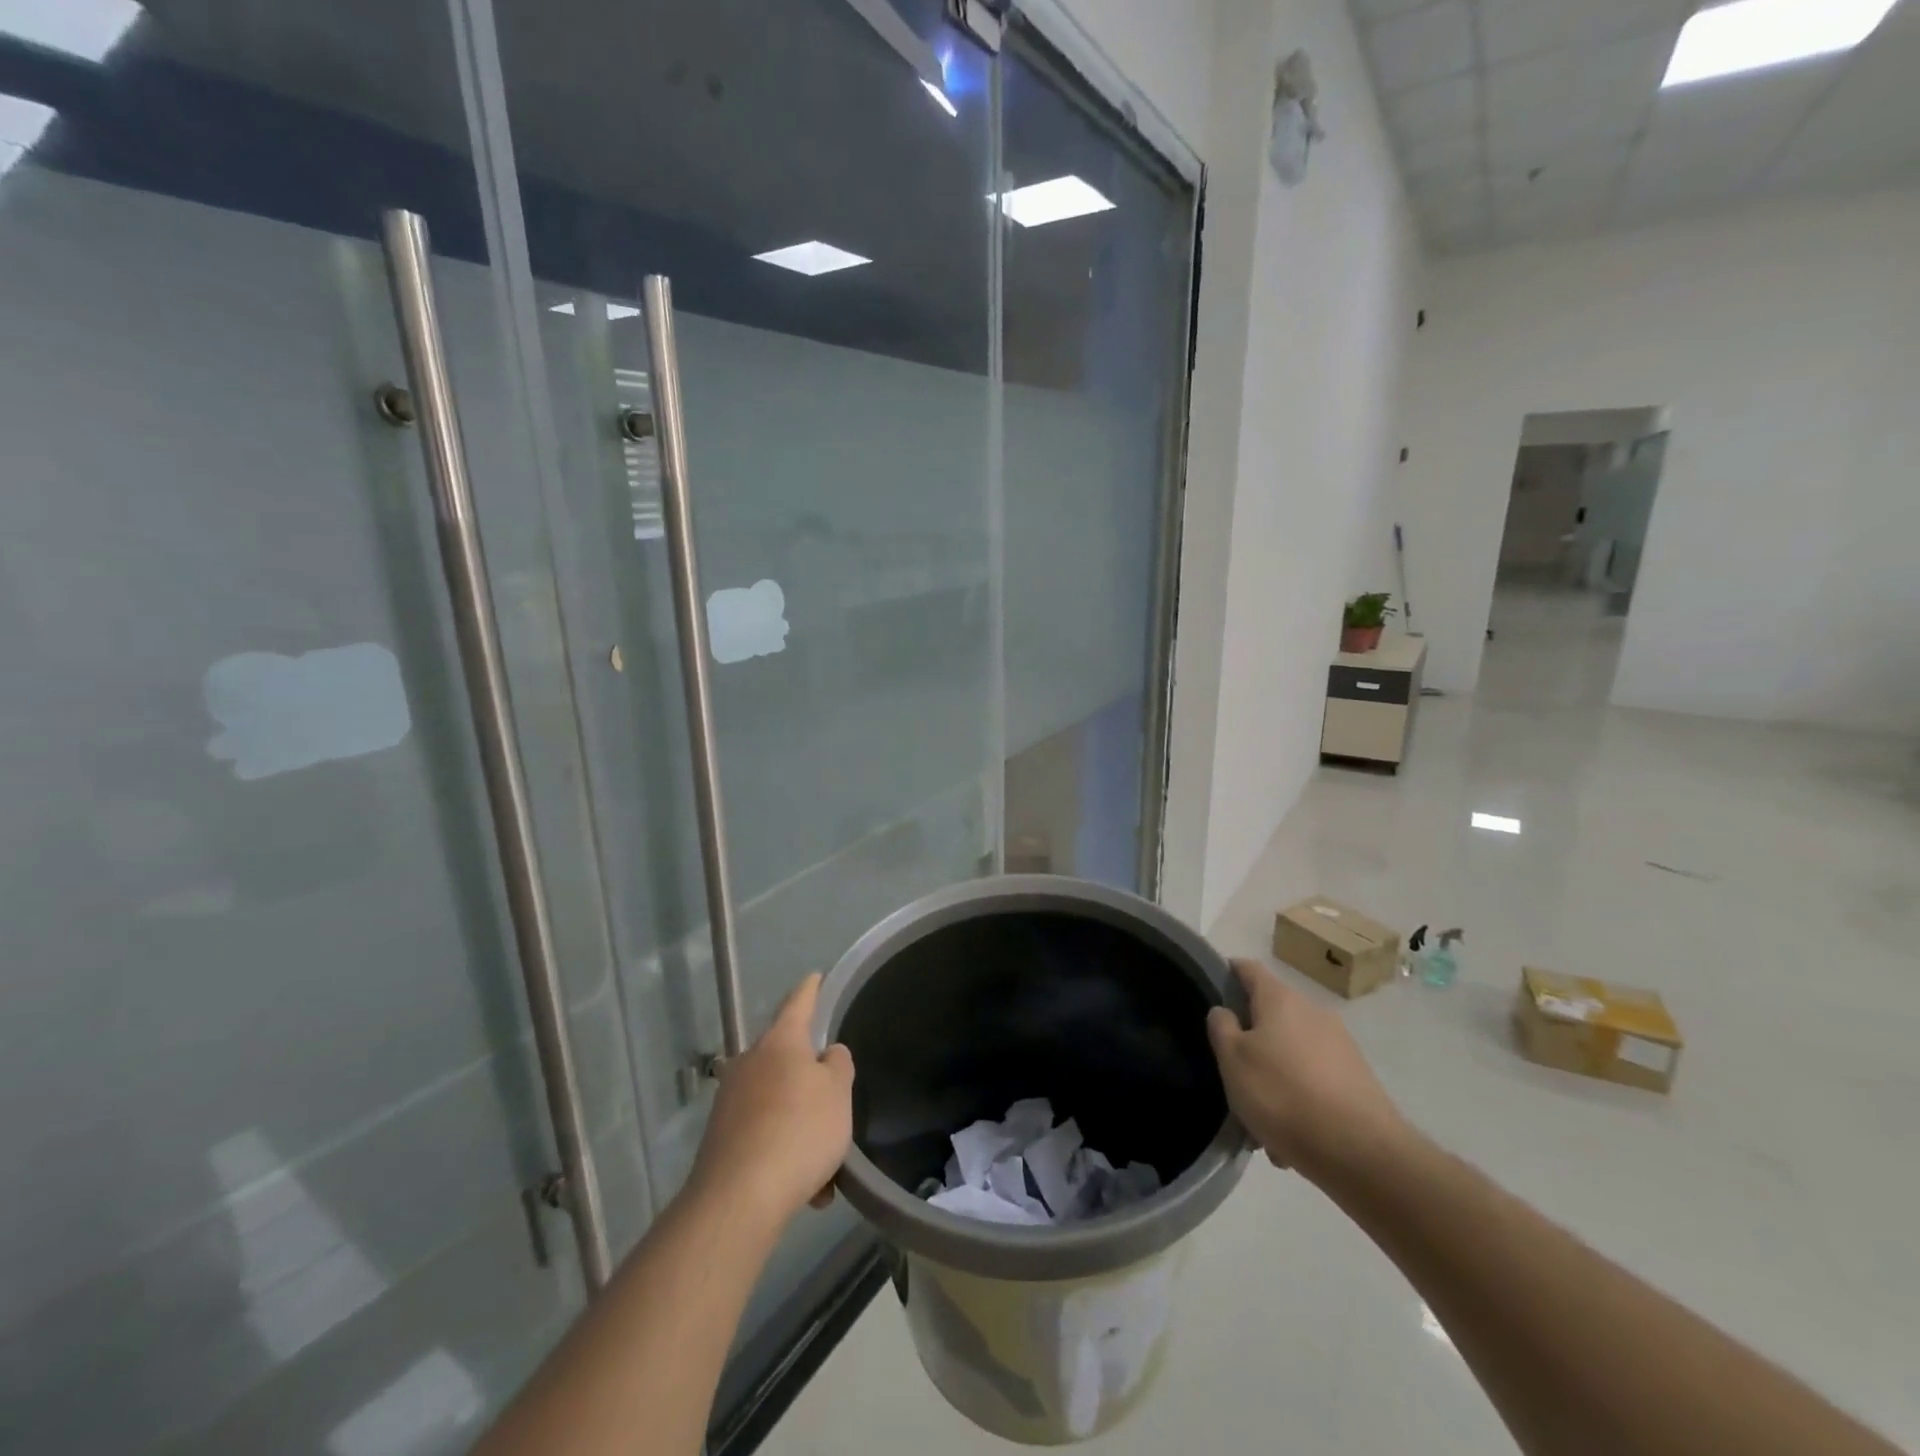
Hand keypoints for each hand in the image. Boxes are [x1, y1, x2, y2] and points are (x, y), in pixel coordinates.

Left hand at [689, 974, 854, 1225]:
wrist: (738, 1199)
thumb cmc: (798, 1131)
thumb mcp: (838, 1092)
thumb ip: (837, 1065)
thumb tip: (825, 1055)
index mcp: (780, 1042)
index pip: (799, 1002)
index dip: (811, 989)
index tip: (816, 976)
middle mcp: (749, 1062)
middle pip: (786, 1057)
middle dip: (809, 1078)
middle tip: (834, 1099)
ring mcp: (730, 1100)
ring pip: (777, 1103)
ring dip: (801, 1124)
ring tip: (826, 1166)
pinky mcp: (721, 1139)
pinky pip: (764, 1135)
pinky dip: (784, 1152)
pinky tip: (806, 1189)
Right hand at [1207, 958, 1404, 1181]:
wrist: (1362, 1153)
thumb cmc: (1283, 1095)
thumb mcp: (1233, 1060)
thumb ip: (1221, 1028)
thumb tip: (1225, 1011)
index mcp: (1280, 999)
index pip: (1247, 968)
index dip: (1227, 973)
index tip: (1212, 991)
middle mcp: (1313, 1012)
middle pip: (1270, 1015)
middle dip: (1250, 1041)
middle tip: (1232, 1073)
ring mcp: (1340, 1045)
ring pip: (1290, 1053)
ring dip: (1273, 1076)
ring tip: (1260, 1119)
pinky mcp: (1357, 1079)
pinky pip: (1314, 1080)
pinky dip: (1298, 1098)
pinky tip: (1289, 1136)